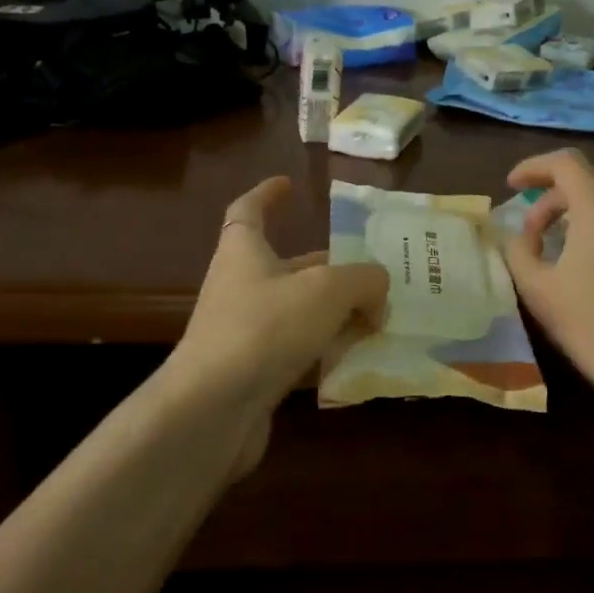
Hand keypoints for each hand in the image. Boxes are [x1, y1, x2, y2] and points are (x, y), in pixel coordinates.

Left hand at [170, 175, 389, 428]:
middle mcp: (241, 287)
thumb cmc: (265, 328)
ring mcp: (246, 333)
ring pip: (299, 313)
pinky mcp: (255, 373)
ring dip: (336, 314)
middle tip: (374, 276)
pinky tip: (360, 360)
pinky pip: (298, 353)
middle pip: (290, 267)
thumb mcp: (326, 290)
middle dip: (331, 269)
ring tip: (380, 319)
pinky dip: (327, 352)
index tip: (289, 184)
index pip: (249, 210)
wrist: (213, 409)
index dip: (267, 194)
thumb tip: (378, 290)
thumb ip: (363, 280)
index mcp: (244, 252)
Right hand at [501, 149, 593, 401]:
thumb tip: (521, 235)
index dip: (534, 168)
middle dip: (559, 199)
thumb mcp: (537, 289)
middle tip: (539, 232)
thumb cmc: (592, 326)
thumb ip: (519, 250)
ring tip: (585, 241)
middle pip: (593, 180)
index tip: (514, 185)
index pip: (564, 163)